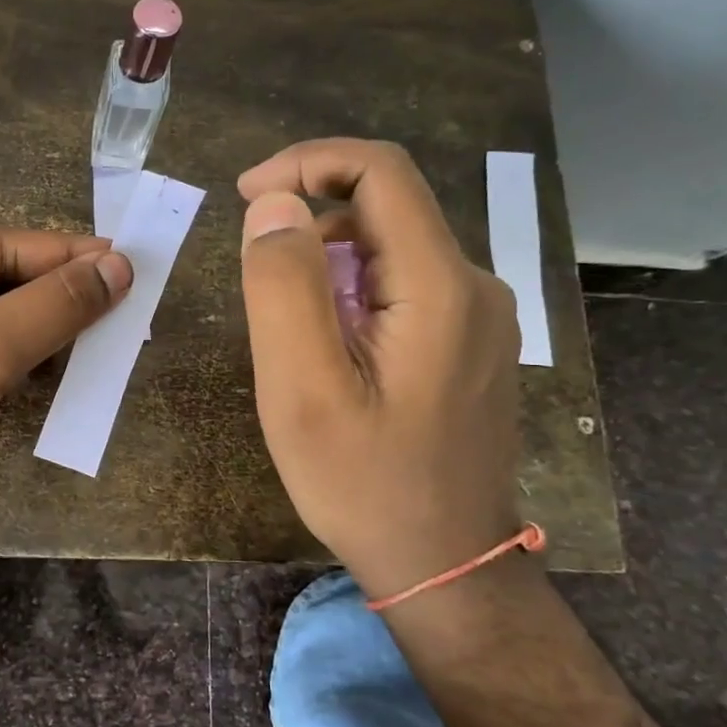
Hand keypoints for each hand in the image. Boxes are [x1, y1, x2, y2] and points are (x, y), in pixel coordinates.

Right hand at [237, 139, 522, 599]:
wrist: (442, 564)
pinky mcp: (470, 345)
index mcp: (440, 288)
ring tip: (288, 328)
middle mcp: (475, 287)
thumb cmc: (363, 482)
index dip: (307, 163)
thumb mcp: (302, 389)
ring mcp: (480, 318)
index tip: (246, 194)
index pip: (381, 173)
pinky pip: (403, 288)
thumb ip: (284, 287)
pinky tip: (329, 350)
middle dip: (310, 220)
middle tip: (255, 275)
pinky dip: (352, 292)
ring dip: (328, 261)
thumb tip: (274, 205)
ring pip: (392, 250)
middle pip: (386, 209)